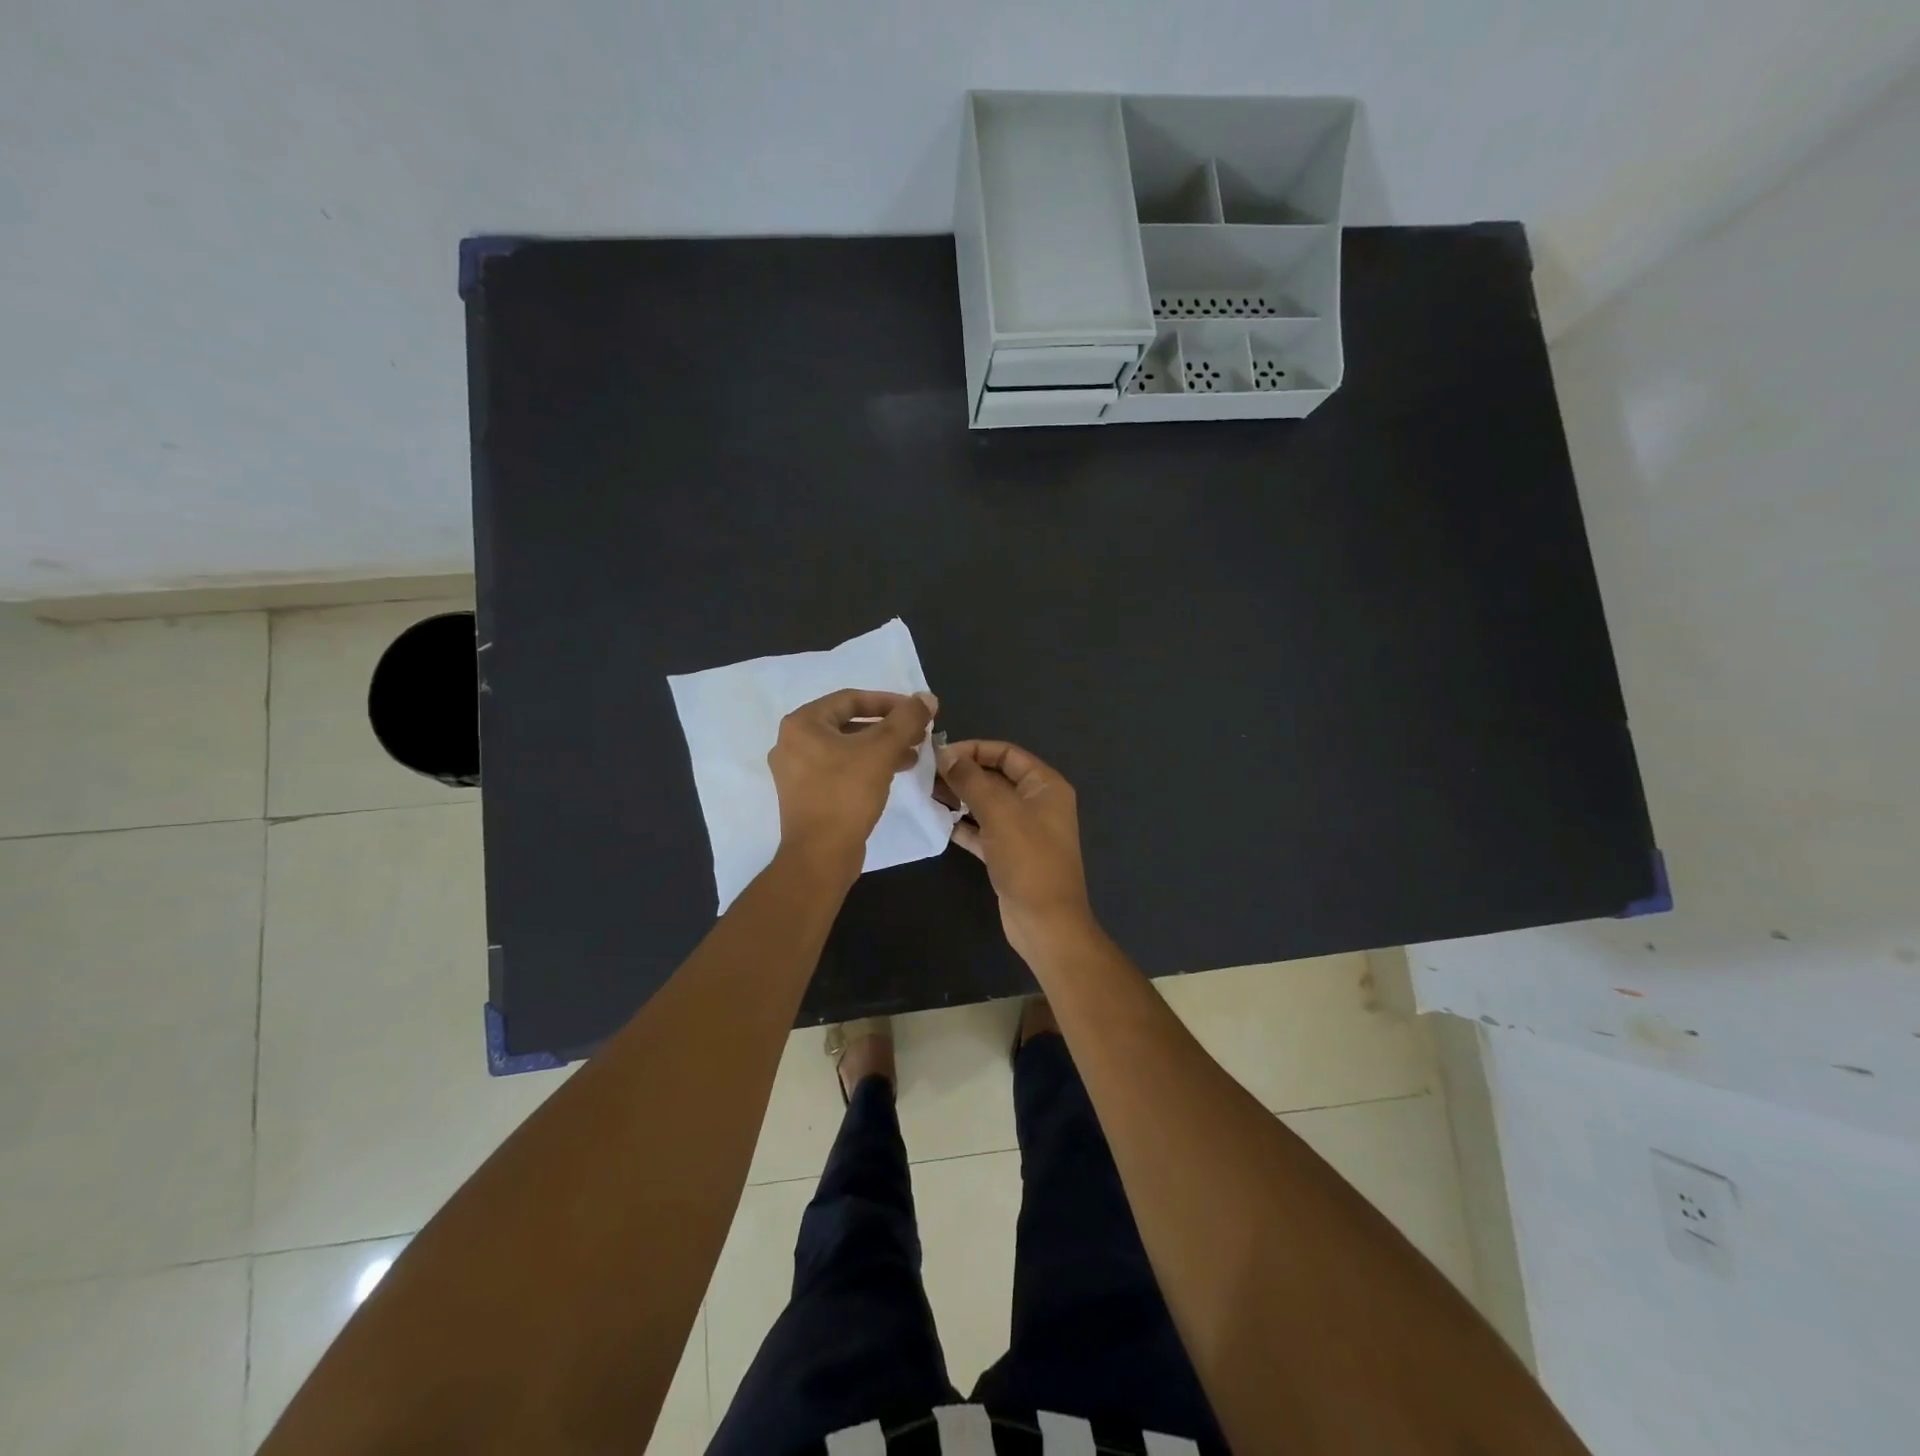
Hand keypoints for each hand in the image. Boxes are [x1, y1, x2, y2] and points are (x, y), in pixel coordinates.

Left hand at [769, 689, 936, 874]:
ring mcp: (796, 772)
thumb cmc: (846, 794)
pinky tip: (892, 775)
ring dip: (880, 748)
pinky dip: (866, 767)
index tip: (917, 711)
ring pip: (846, 749)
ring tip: (912, 756)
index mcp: (802, 724)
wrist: (821, 856)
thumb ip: (906, 720)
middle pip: (848, 724)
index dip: (888, 701)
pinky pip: (840, 770)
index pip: (851, 699)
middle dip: (887, 728)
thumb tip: (927, 697)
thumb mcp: (881, 751)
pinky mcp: (806, 796)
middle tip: (917, 734)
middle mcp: (792, 743)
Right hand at [936, 739, 1095, 960]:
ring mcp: (1024, 830)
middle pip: (996, 777)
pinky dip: (963, 825)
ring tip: (926, 794)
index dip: (974, 749)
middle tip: (925, 774)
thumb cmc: (1028, 860)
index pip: (1007, 753)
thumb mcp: (1000, 812)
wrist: (1045, 922)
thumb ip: (971, 780)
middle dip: (963, 774)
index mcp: (1045, 785)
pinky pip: (983, 830)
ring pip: (987, 804)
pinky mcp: (1010, 854)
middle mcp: (1037, 803)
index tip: (939, 754)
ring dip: (960, 798)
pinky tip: (938, 821)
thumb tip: (946, 754)